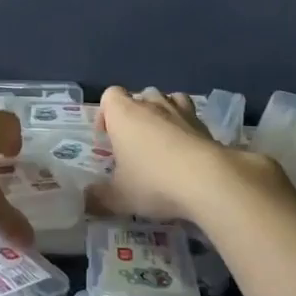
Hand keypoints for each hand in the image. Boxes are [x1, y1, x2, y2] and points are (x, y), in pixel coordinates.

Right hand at [91, 86, 268, 222]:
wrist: (208, 180)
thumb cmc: (153, 182)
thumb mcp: (120, 197)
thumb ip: (100, 198)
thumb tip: (87, 200)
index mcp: (124, 114)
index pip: (110, 95)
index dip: (106, 113)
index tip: (107, 137)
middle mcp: (151, 105)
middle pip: (140, 95)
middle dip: (135, 114)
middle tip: (134, 143)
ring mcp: (181, 112)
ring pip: (168, 99)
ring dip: (162, 113)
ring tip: (161, 139)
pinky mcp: (205, 125)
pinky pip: (191, 116)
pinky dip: (186, 126)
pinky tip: (186, 149)